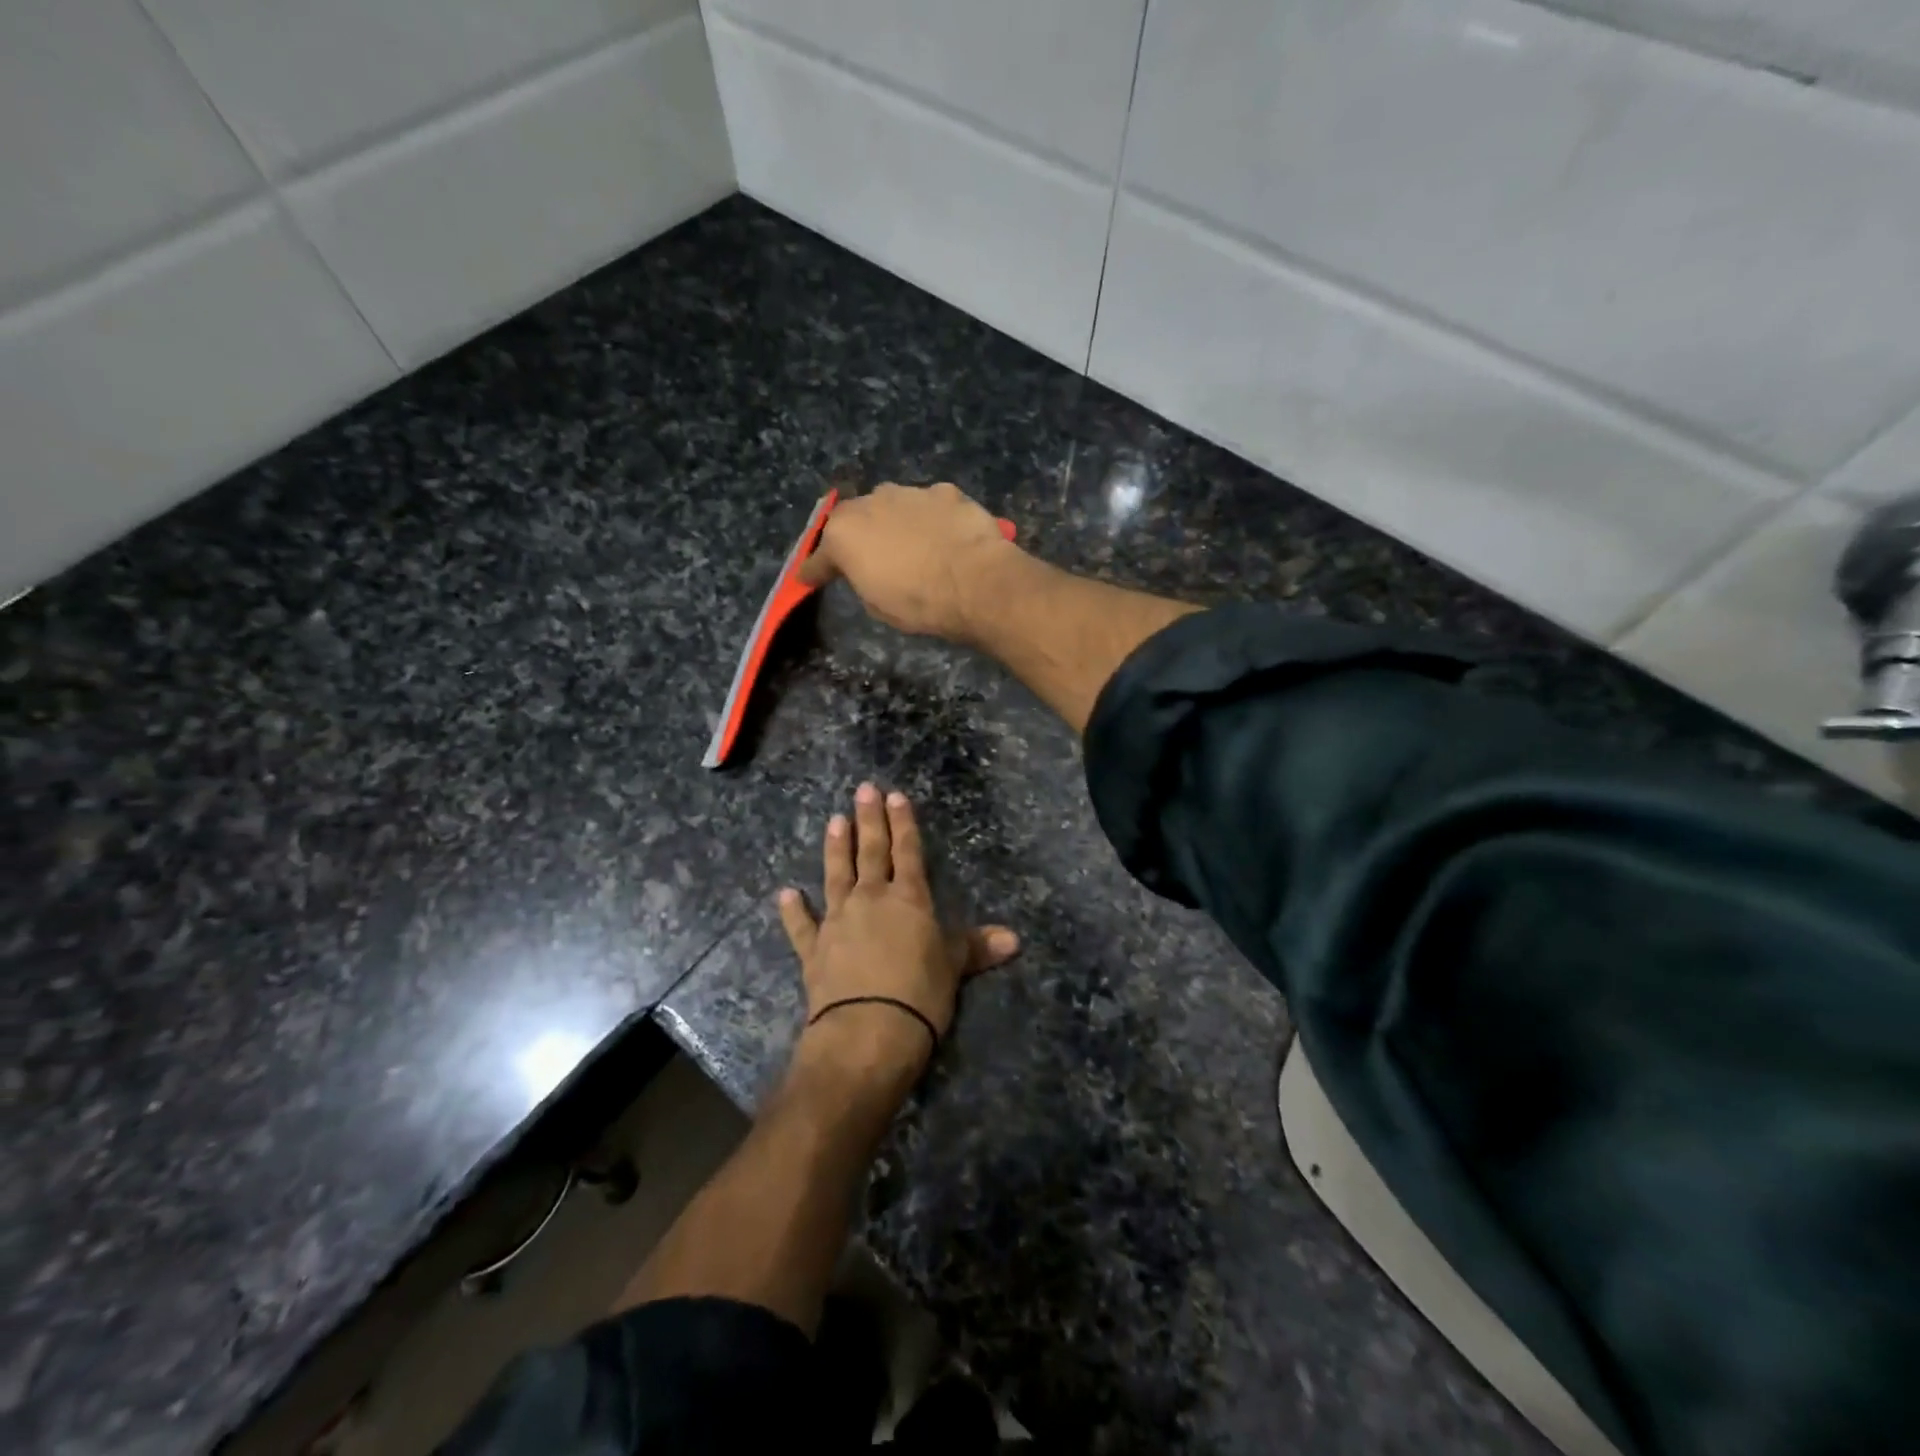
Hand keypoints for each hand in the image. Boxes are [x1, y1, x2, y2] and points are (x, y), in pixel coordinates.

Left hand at [779, 783, 1019, 1078]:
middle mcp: (871, 900)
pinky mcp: (814, 950)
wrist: (867, 1031)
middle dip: (869, 820)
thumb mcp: (953, 969)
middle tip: (863, 790)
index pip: (908, 852)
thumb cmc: (920, 995)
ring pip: (836, 875)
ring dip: (836, 848)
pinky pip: (802, 925)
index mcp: (909, 899)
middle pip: (871, 853)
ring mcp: (838, 922)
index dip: (904, 824)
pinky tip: (787, 893)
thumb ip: (976, 947)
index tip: (896, 796)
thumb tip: (1015, 939)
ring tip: (834, 821)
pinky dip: (794, 910)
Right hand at [797, 483, 1015, 640]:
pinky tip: (944, 536)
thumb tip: (870, 569)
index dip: (816, 570)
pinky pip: (930, 505)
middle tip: (868, 556)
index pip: (820, 556)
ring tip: (912, 545)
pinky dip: (931, 518)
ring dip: (896, 522)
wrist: (976, 583)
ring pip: (893, 505)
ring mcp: (910, 492)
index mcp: (844, 534)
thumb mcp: (877, 604)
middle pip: (856, 518)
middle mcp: (871, 502)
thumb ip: (864, 578)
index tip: (808, 578)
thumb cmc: (918, 603)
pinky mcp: (946, 491)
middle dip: (858, 535)